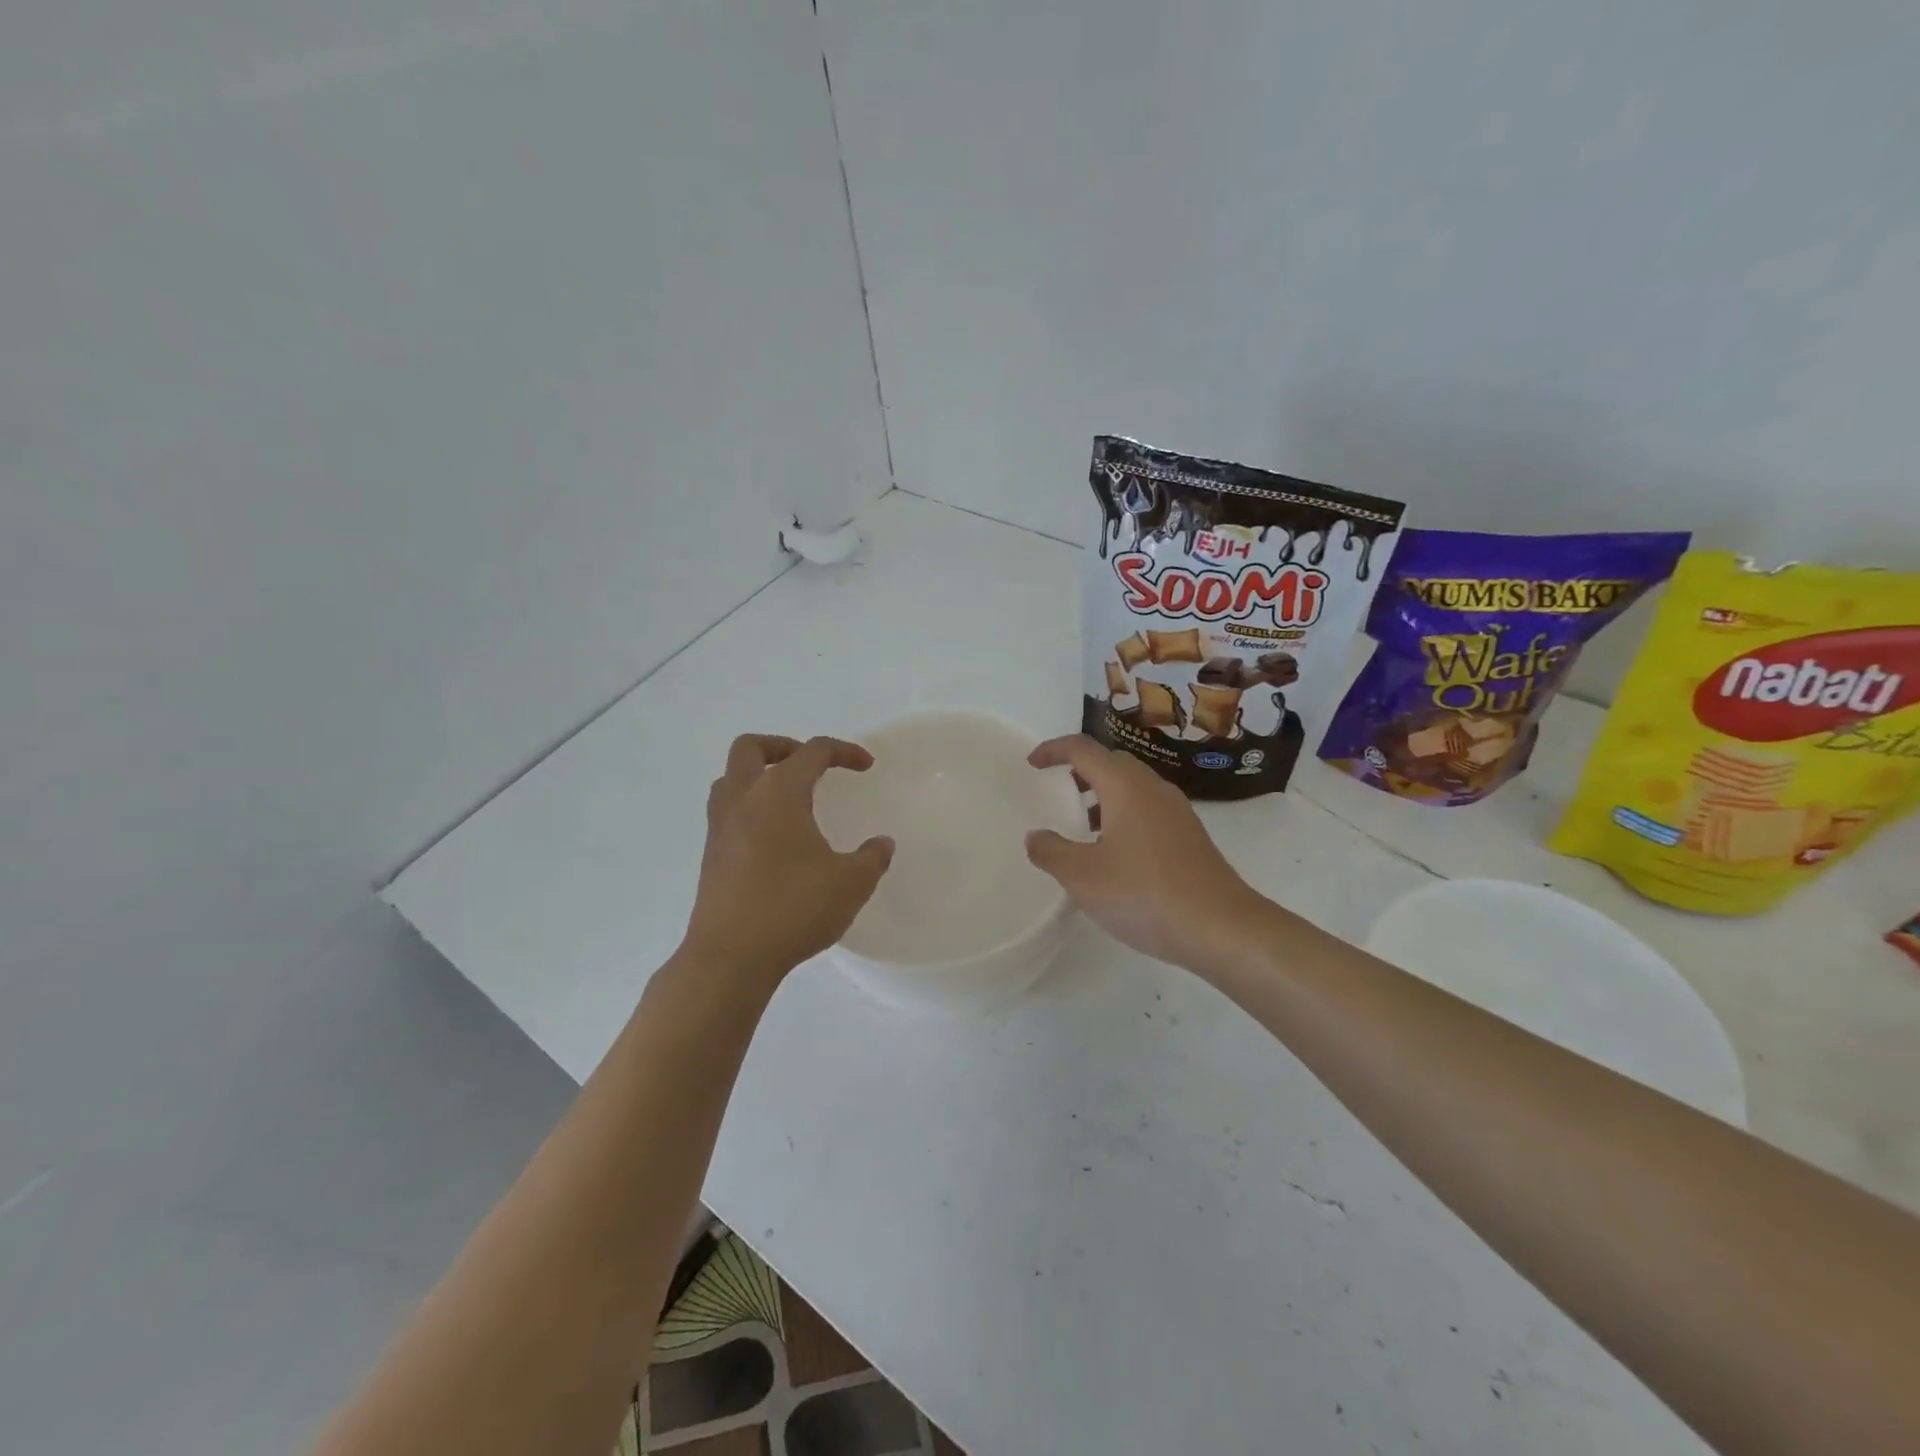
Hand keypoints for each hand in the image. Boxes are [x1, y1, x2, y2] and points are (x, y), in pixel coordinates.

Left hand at [683, 734, 894, 982]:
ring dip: (758, 775)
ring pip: (729, 778)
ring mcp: (719, 828)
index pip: (812, 752)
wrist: (730, 957)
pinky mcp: (710, 856)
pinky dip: (748, 807)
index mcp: (779, 794)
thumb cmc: (793, 909)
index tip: (865, 766)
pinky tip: (773, 838)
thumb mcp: (851, 884)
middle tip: (810, 766)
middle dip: (783, 746)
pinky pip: (726, 812)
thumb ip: (872, 858)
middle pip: (750, 747)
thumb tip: (881, 844)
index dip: (843, 751)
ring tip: (788, 798)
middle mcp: (743, 800)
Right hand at [1024, 735, 1263, 973]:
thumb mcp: (1082, 876)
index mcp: (1125, 786)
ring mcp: (1177, 812)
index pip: (1083, 749)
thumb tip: (1036, 836)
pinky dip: (1124, 816)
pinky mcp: (1190, 837)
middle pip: (1112, 763)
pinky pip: (1148, 810)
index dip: (1054, 750)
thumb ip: (1051, 852)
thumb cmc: (1144, 893)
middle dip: (1081, 770)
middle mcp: (1153, 789)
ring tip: (1083, 826)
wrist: (1221, 927)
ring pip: (1133, 787)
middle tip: (1058, 791)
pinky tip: (1116, 854)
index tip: (1032, 764)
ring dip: (1104, 795)